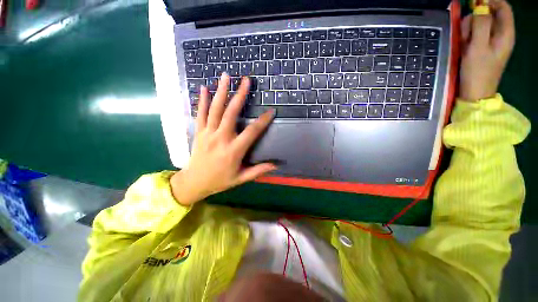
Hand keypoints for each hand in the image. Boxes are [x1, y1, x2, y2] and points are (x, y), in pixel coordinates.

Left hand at [170, 74, 276, 205]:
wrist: (194, 182)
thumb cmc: (219, 180)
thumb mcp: (240, 178)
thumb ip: (258, 171)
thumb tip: (275, 165)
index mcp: (233, 151)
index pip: (251, 132)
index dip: (262, 121)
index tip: (271, 111)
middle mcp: (220, 139)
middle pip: (231, 114)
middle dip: (239, 96)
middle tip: (246, 80)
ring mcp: (207, 134)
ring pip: (215, 110)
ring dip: (221, 92)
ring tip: (226, 76)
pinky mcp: (198, 132)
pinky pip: (200, 114)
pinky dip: (202, 100)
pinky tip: (204, 87)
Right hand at [459, 0, 514, 100]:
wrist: (474, 93)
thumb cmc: (477, 71)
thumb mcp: (478, 47)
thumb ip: (480, 24)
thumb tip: (479, 8)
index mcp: (505, 33)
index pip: (502, 7)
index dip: (489, 1)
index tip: (474, 4)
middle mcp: (500, 35)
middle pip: (489, 15)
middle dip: (475, 19)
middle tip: (466, 32)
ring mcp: (491, 42)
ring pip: (480, 25)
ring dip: (469, 29)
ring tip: (464, 43)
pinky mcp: (483, 48)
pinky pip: (475, 35)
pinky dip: (468, 37)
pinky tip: (464, 46)